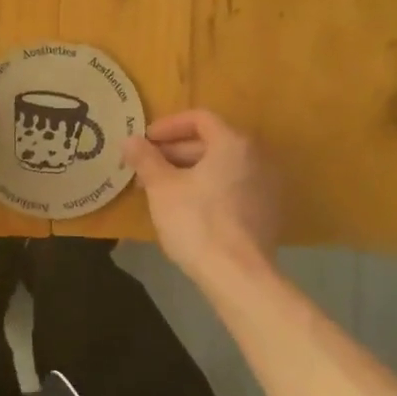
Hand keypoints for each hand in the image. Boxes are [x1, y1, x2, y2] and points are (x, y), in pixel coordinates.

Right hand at [123, 110, 279, 280]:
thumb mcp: (162, 188)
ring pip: (221, 167)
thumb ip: (145, 159)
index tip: (145, 141)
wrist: (238, 276)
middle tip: (146, 168)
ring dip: (189, 171)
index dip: (168, 126)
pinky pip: (232, 188)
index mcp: (233, 144)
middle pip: (211, 142)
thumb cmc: (197, 222)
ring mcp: (266, 187)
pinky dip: (208, 189)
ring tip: (160, 189)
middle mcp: (257, 158)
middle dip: (174, 152)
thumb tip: (130, 140)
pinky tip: (185, 208)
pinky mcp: (267, 213)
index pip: (199, 119)